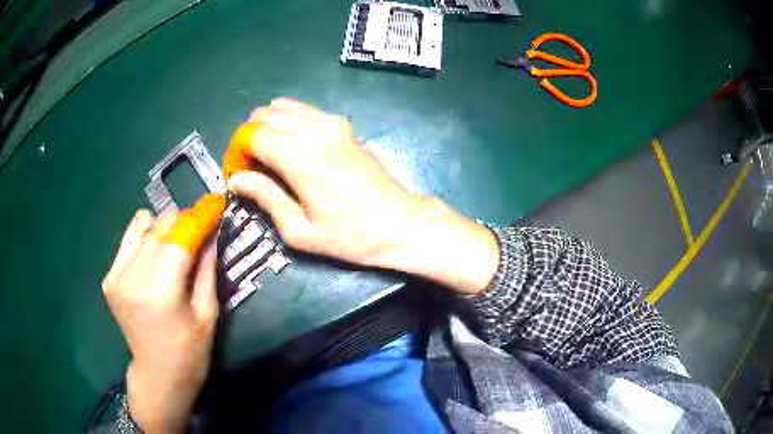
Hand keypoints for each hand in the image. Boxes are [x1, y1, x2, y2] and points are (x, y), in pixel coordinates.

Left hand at [102, 199, 221, 432]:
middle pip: (161, 227)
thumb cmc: (190, 352)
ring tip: (177, 240)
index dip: (200, 216)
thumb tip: (212, 231)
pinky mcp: (110, 278)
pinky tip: (154, 250)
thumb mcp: (207, 312)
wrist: (158, 376)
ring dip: (164, 227)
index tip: (217, 202)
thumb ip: (207, 267)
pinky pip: (129, 240)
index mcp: (161, 291)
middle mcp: (134, 277)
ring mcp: (117, 276)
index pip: (180, 237)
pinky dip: (144, 236)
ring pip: (143, 227)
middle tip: (200, 227)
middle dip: (184, 220)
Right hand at [227, 99, 498, 292]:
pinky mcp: (344, 125)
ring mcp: (332, 121)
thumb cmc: (351, 236)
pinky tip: (292, 148)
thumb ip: (264, 197)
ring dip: (268, 126)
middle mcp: (314, 128)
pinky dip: (288, 122)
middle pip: (264, 115)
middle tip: (251, 167)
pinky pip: (304, 111)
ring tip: (268, 157)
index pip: (251, 135)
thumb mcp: (299, 229)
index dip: (237, 151)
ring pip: (284, 107)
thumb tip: (236, 179)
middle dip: (249, 137)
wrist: (401, 223)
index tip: (237, 173)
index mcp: (299, 155)